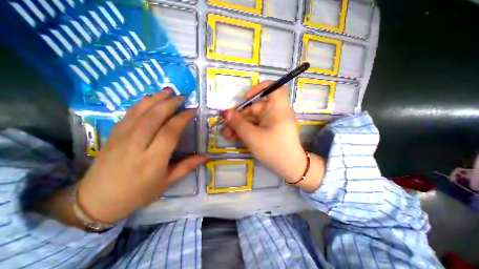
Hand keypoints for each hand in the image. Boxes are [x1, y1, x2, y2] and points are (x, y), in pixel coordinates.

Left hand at [77, 89, 206, 223]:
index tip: (192, 110)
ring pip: (140, 111)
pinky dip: (141, 103)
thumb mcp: (166, 182)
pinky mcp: (113, 134)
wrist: (96, 201)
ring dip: (156, 98)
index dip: (182, 118)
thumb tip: (205, 157)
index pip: (170, 131)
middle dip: (170, 103)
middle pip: (155, 116)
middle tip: (182, 96)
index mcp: (153, 159)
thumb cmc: (138, 193)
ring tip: (168, 90)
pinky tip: (149, 98)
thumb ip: (186, 167)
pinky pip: (129, 114)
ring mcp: (122, 137)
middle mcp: (137, 145)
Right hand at [221, 81, 325, 190]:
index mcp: (277, 108)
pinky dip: (245, 131)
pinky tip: (233, 137)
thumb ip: (237, 123)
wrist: (289, 168)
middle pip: (254, 108)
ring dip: (239, 126)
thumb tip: (225, 113)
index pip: (274, 88)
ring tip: (226, 135)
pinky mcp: (269, 131)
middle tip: (225, 127)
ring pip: (252, 119)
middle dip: (238, 118)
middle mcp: (275, 112)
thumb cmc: (273, 150)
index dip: (259, 89)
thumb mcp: (252, 136)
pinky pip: (256, 127)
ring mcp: (272, 122)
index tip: (245, 99)